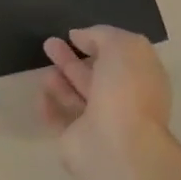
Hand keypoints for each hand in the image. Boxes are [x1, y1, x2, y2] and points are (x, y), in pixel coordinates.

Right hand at [40, 26, 173, 179]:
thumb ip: (101, 35)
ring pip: (75, 97)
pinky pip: (59, 119)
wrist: (116, 145)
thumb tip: (80, 37)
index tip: (74, 34)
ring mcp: (99, 123)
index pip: (119, 58)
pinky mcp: (76, 140)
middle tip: (49, 43)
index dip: (98, 43)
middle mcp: (122, 101)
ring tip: (44, 69)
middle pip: (93, 76)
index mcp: (140, 79)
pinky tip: (40, 93)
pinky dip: (48, 106)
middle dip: (71, 60)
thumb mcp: (122, 46)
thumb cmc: (125, 91)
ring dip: (59, 81)